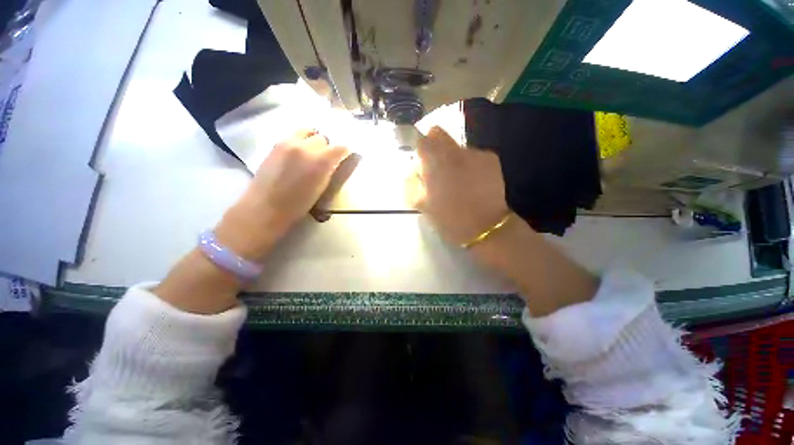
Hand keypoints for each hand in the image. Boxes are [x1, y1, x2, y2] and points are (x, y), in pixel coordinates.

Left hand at [217, 129, 349, 259]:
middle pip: (324, 138)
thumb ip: (330, 170)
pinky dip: (300, 141)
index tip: (344, 157)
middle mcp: (305, 147)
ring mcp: (288, 143)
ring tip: (311, 153)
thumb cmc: (298, 205)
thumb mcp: (322, 188)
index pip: (340, 147)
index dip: (344, 152)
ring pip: (308, 132)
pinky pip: (294, 135)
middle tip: (325, 160)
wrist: (265, 207)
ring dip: (313, 141)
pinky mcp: (276, 144)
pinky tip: (297, 154)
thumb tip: (336, 161)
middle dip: (327, 148)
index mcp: (320, 162)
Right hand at [407, 126, 508, 245]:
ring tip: (456, 180)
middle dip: (433, 146)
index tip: (418, 158)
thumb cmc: (449, 219)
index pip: (422, 140)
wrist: (485, 228)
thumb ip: (413, 183)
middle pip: (439, 134)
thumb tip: (413, 170)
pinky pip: (472, 155)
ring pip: (456, 147)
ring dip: (451, 158)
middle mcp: (456, 151)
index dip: (418, 146)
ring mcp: (476, 153)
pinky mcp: (490, 159)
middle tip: (435, 167)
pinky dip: (468, 163)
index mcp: (436, 163)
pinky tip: (471, 181)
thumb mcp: (422, 204)